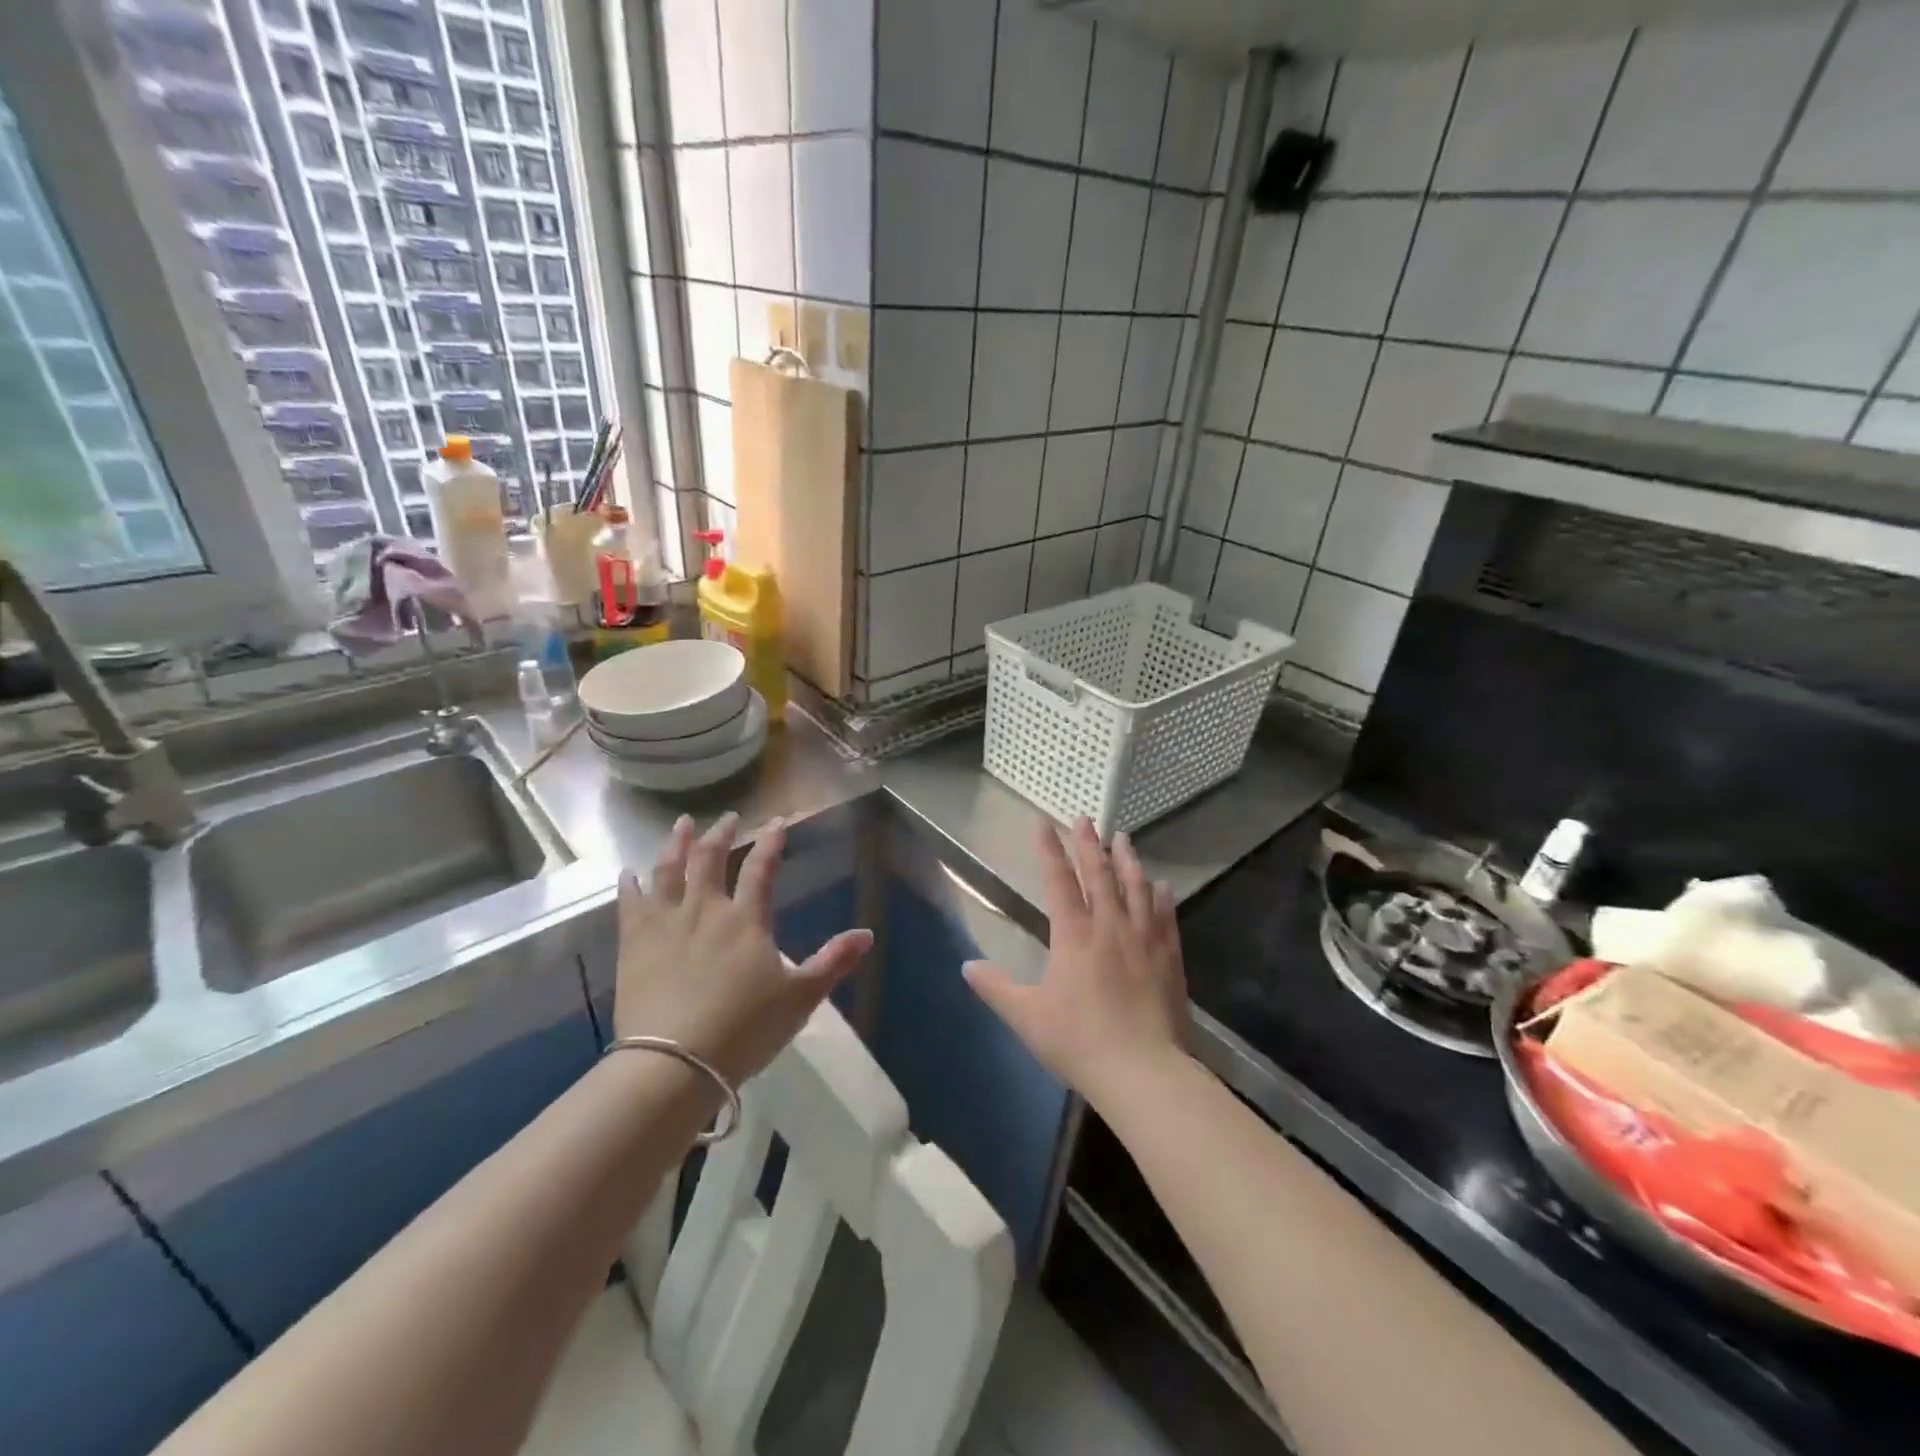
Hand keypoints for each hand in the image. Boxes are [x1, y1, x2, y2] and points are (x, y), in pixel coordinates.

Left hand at [614, 813, 871, 1085]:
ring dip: (677, 844)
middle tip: (727, 817)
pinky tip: (627, 872)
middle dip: (721, 835)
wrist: (674, 1062)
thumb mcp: (800, 999)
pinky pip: (629, 904)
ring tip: (682, 824)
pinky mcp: (634, 944)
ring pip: (669, 871)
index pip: (762, 869)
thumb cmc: (744, 1029)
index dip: (771, 843)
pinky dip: (629, 885)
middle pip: (710, 860)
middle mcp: (705, 910)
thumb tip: (868, 934)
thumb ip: (833, 962)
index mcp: (746, 920)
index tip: (777, 822)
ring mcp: (666, 924)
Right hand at [964, 817, 1189, 1110]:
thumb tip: (966, 966)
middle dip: (1089, 844)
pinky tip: (1162, 886)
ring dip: (1127, 860)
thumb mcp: (1027, 1016)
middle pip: (1099, 875)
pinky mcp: (1169, 958)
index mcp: (1073, 935)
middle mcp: (1109, 926)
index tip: (1044, 822)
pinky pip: (1165, 917)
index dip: (1049, 849)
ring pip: (1135, 888)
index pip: (1058, 881)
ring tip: (1123, 838)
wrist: (1143, 1071)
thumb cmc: (1079, 1041)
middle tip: (1086, 818)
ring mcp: (1144, 940)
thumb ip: (996, 988)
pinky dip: (1162, 897)